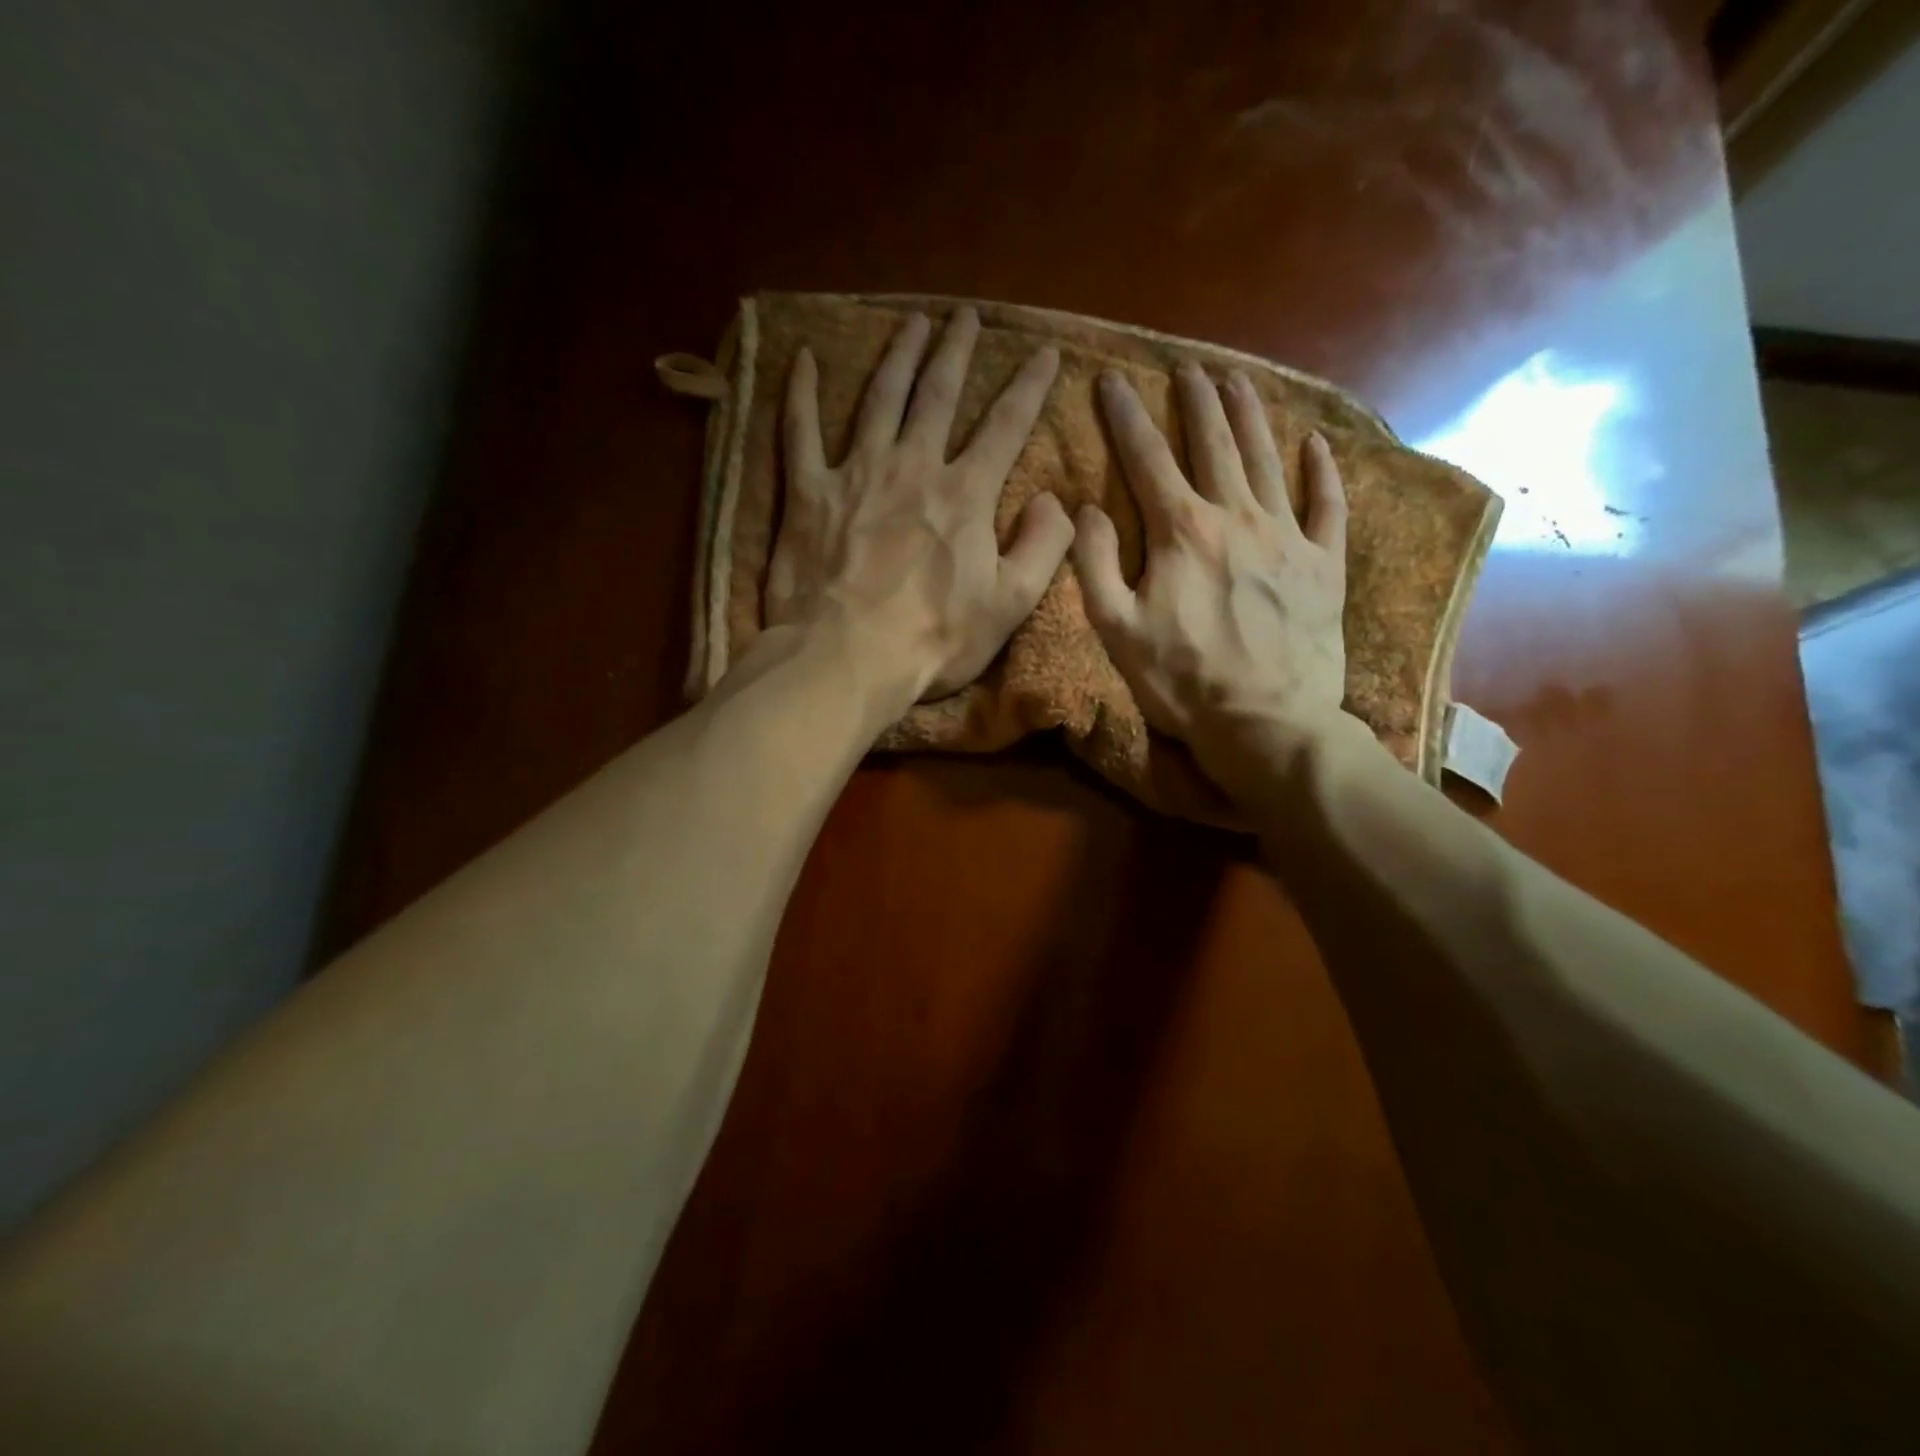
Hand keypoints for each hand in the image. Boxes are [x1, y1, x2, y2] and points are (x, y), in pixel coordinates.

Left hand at [766, 307, 1073, 705]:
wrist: (847, 658)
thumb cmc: (933, 639)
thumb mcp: (1010, 604)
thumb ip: (1043, 546)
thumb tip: (1053, 500)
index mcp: (965, 494)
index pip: (1006, 425)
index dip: (1029, 386)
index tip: (1044, 351)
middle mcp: (912, 467)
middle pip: (938, 395)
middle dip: (957, 351)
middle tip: (966, 315)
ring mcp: (856, 474)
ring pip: (880, 398)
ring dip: (899, 356)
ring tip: (913, 323)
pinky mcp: (808, 494)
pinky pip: (801, 432)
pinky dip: (802, 394)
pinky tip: (804, 360)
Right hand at [1072, 363, 1350, 801]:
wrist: (1266, 723)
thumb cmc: (1182, 681)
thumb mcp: (1115, 630)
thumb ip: (1095, 564)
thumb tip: (1088, 509)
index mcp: (1182, 532)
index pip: (1147, 459)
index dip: (1126, 416)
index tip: (1111, 379)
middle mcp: (1237, 517)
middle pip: (1214, 444)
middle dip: (1197, 401)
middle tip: (1188, 367)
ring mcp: (1287, 537)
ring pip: (1267, 459)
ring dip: (1251, 415)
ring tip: (1238, 380)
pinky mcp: (1324, 565)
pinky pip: (1327, 505)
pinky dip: (1322, 471)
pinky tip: (1316, 443)